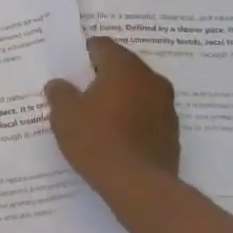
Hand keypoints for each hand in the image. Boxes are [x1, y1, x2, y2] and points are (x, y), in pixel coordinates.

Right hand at [45, 37, 180, 199]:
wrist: (139, 186)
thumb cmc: (97, 140)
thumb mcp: (64, 115)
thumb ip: (60, 93)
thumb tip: (60, 84)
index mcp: (124, 67)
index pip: (101, 45)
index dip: (82, 54)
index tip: (69, 69)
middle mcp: (151, 79)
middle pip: (122, 66)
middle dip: (101, 76)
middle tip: (79, 92)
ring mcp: (166, 106)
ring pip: (136, 91)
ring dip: (119, 98)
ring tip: (96, 116)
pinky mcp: (172, 132)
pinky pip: (146, 115)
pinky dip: (132, 119)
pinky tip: (115, 137)